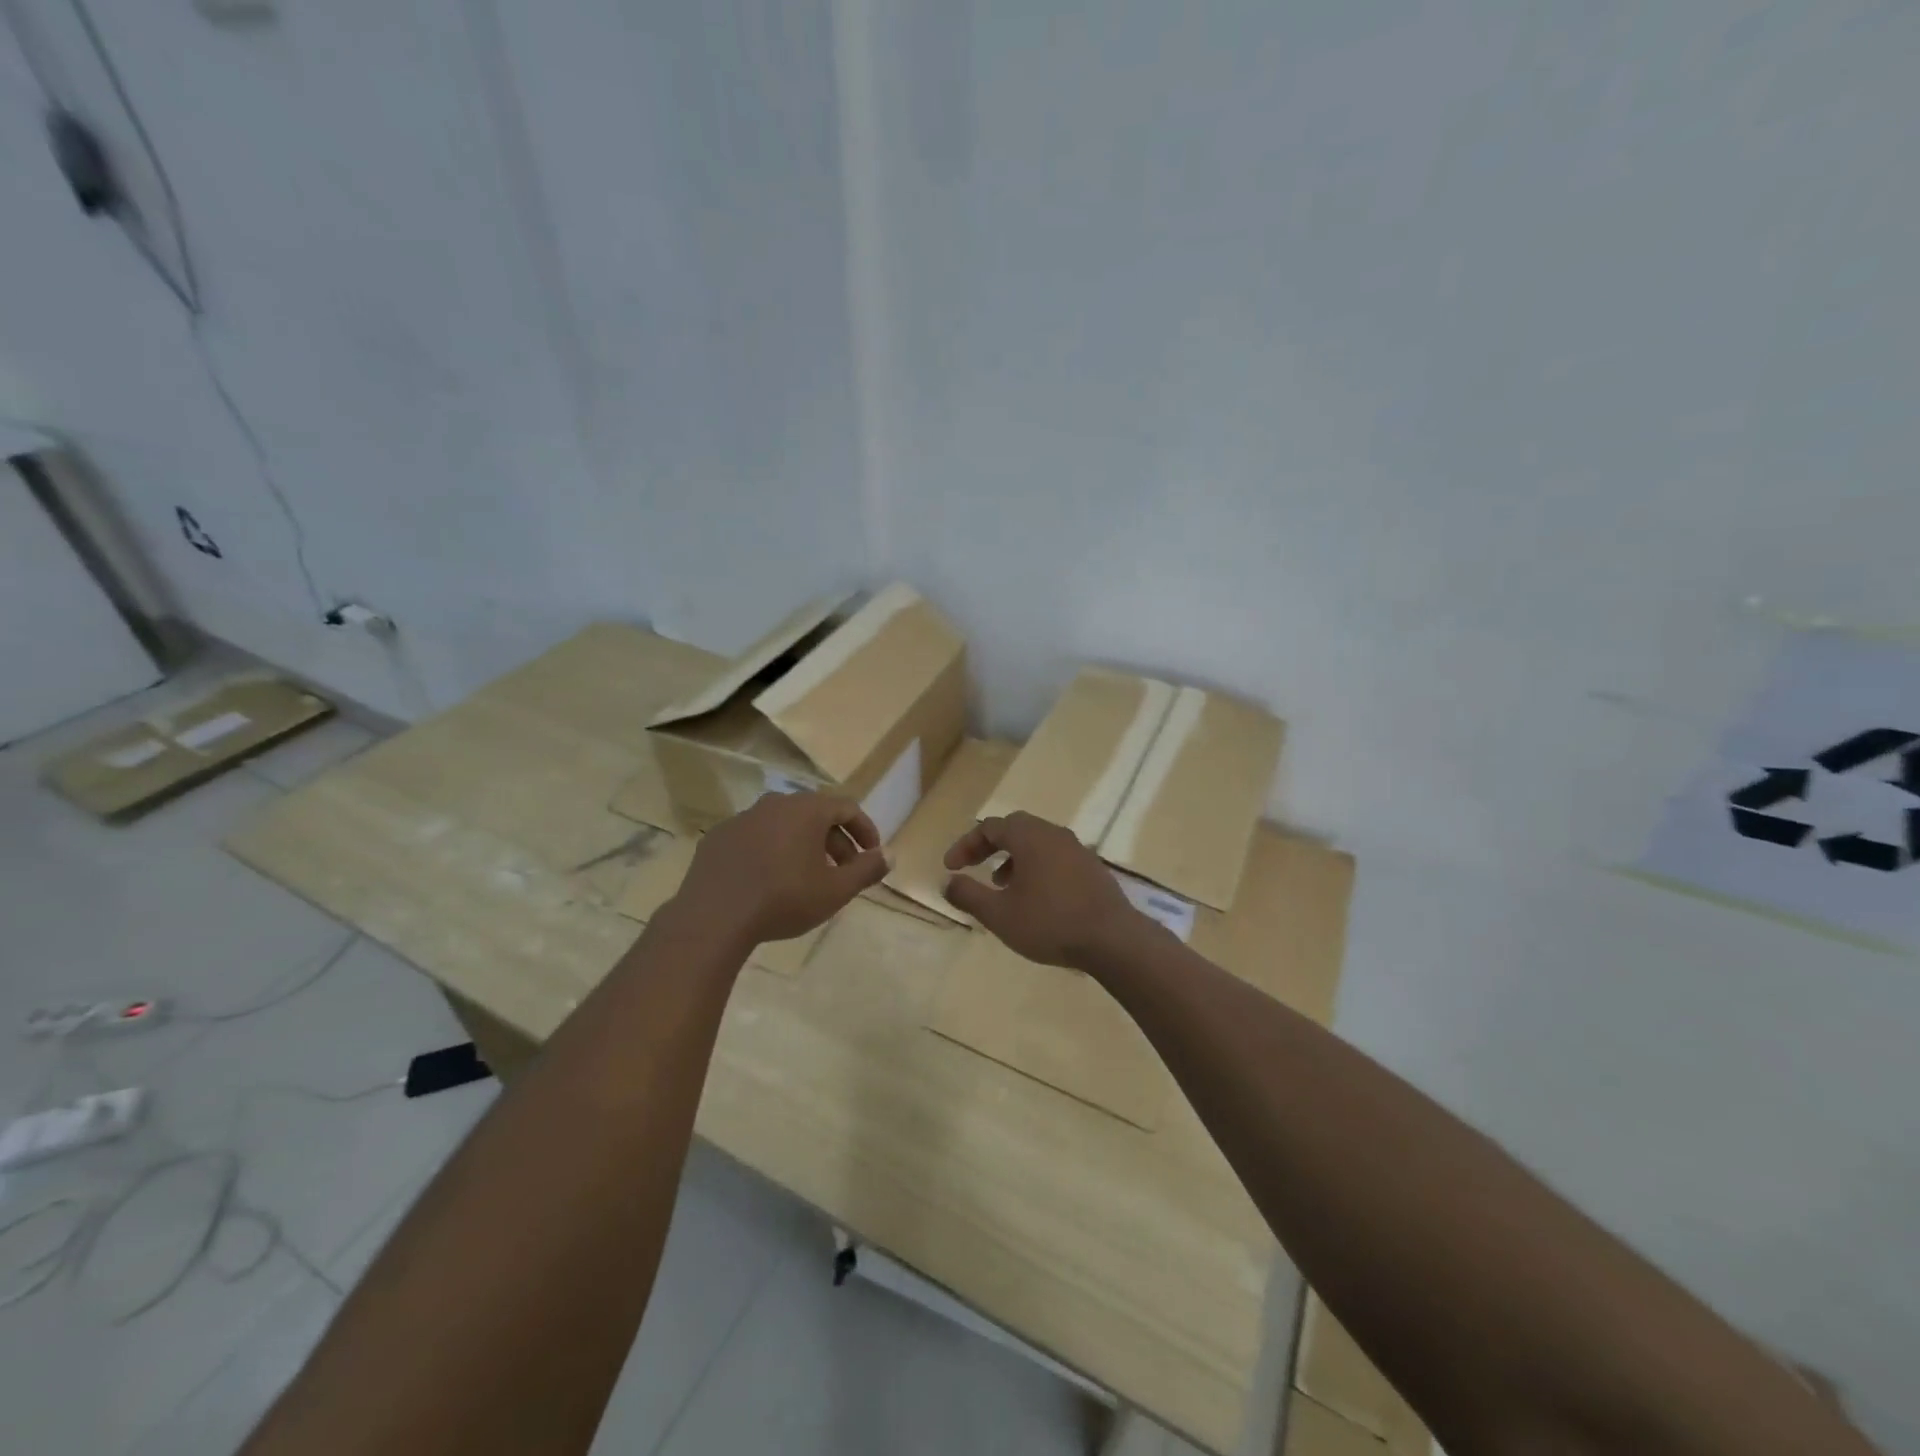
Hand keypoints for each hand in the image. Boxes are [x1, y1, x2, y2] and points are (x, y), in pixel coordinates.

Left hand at [675, 792, 888, 944]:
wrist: (713, 917)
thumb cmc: (784, 899)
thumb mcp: (835, 890)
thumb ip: (866, 870)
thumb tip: (889, 855)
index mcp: (807, 809)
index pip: (847, 807)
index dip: (865, 830)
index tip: (871, 855)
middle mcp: (775, 803)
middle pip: (815, 814)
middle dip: (835, 841)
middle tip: (843, 872)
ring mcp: (742, 818)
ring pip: (783, 825)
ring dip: (802, 845)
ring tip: (807, 877)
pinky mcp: (718, 838)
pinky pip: (754, 837)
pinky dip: (770, 851)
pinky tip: (768, 881)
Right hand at [943, 811, 1144, 969]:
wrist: (1113, 939)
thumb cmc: (1050, 922)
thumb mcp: (999, 914)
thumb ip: (969, 895)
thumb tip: (947, 882)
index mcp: (1029, 836)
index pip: (989, 828)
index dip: (965, 845)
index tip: (950, 868)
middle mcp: (1053, 834)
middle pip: (1015, 828)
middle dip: (989, 846)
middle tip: (974, 866)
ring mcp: (1077, 849)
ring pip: (1037, 842)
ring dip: (1013, 858)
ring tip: (1001, 885)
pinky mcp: (1091, 867)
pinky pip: (1055, 856)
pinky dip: (1035, 867)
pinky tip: (1035, 897)